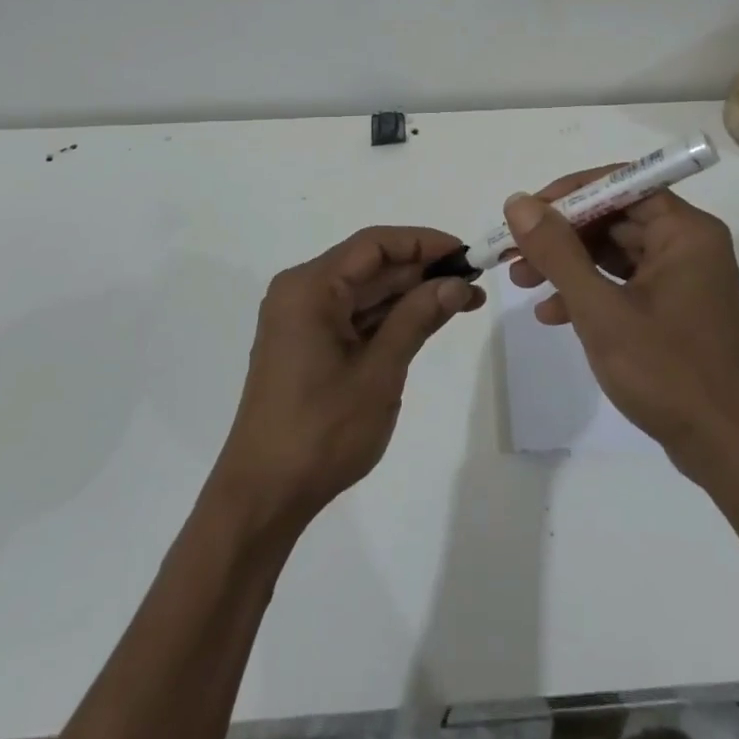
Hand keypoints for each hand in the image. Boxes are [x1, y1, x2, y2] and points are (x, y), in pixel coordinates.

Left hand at [213, 226, 483, 532]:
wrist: (264, 495)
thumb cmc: (322, 430)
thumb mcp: (379, 371)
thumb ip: (418, 318)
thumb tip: (457, 283)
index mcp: (310, 287)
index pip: (374, 244)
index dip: (423, 242)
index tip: (465, 253)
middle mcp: (301, 292)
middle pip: (370, 266)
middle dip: (422, 270)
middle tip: (474, 281)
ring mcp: (302, 320)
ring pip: (365, 291)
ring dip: (411, 295)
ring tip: (465, 300)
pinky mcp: (307, 345)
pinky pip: (354, 316)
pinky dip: (390, 318)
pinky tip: (428, 320)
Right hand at [504, 175, 738, 491]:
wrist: (726, 451)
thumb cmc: (667, 372)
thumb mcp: (601, 309)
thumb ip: (557, 252)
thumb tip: (519, 203)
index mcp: (685, 232)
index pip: (622, 185)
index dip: (570, 193)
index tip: (527, 212)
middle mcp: (688, 245)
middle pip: (614, 217)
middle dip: (561, 234)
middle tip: (514, 250)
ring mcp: (682, 278)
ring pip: (614, 251)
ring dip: (567, 264)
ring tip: (521, 281)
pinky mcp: (673, 309)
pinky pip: (623, 282)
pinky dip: (588, 291)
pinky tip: (551, 314)